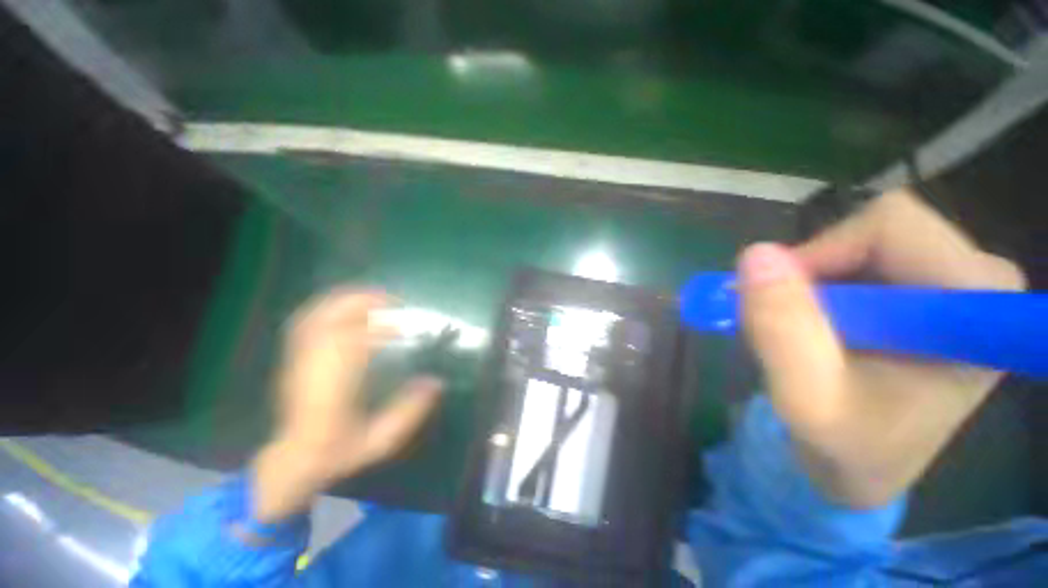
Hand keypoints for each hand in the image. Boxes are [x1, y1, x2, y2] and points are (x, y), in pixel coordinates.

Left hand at [252, 290, 441, 522]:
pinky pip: (308, 322)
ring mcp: (301, 359)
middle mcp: (314, 365)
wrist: (295, 459)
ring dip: (346, 301)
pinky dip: (329, 308)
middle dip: (362, 302)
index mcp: (334, 387)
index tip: (404, 328)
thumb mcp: (380, 441)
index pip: (353, 342)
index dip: (381, 328)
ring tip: (374, 298)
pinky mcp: (296, 357)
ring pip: (317, 315)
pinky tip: (348, 309)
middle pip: (330, 318)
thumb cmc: (338, 451)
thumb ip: (409, 412)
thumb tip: (436, 382)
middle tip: (392, 301)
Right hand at [738, 190, 1024, 507]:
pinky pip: (864, 253)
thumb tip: (755, 254)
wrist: (868, 463)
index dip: (822, 254)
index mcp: (975, 312)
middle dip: (818, 270)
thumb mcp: (805, 399)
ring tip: (807, 329)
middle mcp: (980, 283)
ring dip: (817, 280)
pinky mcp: (933, 287)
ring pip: (865, 238)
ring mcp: (958, 281)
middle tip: (790, 318)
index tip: (783, 300)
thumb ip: (782, 329)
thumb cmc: (847, 445)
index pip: (891, 228)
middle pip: (880, 228)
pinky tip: (822, 324)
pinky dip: (825, 283)